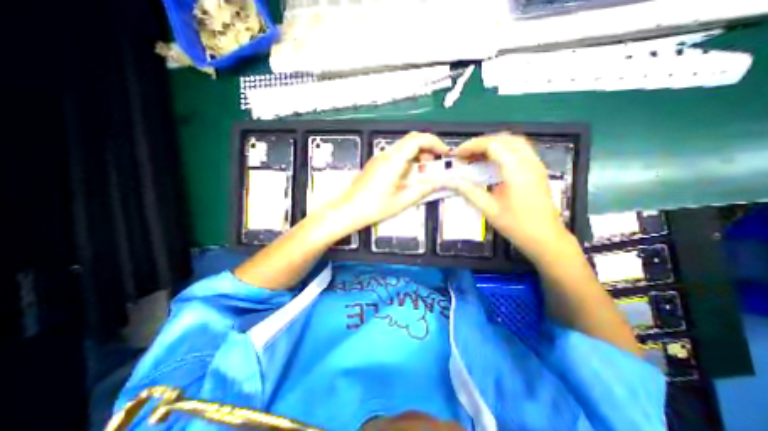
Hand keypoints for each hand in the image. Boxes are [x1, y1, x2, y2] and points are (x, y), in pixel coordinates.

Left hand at [332, 131, 451, 231]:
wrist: (348, 210)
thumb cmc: (373, 207)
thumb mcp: (402, 201)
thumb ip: (423, 190)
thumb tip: (438, 182)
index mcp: (393, 161)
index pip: (417, 140)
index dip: (434, 142)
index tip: (444, 153)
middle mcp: (385, 155)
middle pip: (411, 140)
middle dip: (427, 148)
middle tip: (436, 163)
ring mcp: (379, 158)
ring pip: (403, 147)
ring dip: (417, 154)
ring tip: (424, 171)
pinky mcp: (376, 164)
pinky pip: (396, 155)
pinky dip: (408, 160)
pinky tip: (409, 175)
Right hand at [445, 134, 568, 258]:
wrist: (546, 238)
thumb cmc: (517, 225)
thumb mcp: (489, 209)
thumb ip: (469, 191)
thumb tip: (450, 181)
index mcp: (516, 170)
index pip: (492, 145)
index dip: (471, 146)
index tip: (457, 155)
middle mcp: (528, 161)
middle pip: (503, 138)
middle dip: (481, 143)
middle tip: (464, 154)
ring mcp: (535, 164)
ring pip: (513, 141)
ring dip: (492, 144)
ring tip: (475, 155)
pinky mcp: (537, 169)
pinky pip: (519, 149)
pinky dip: (502, 149)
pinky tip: (491, 161)